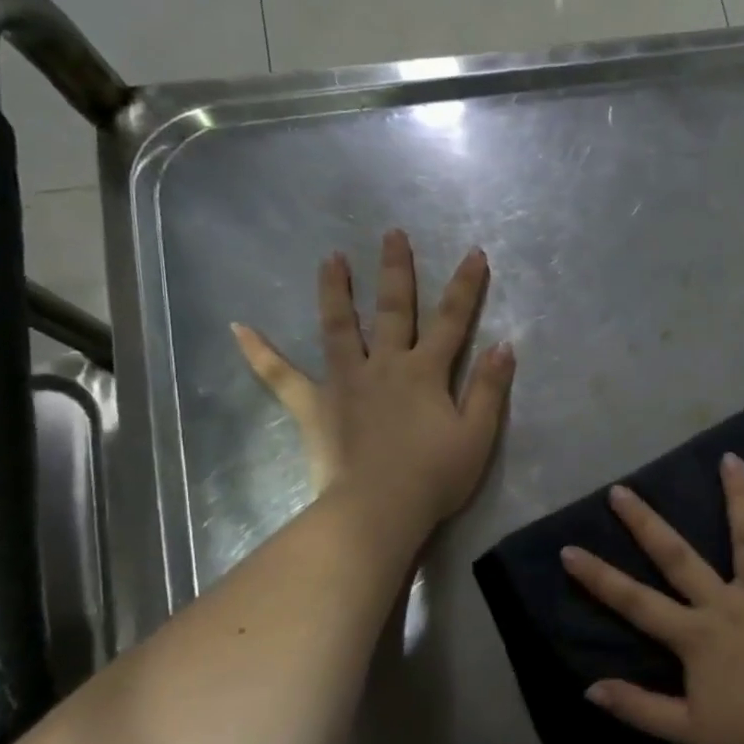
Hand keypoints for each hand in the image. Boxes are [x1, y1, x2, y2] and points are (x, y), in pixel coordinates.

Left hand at [231, 229, 514, 538]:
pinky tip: (238, 328)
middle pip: (393, 310)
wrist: (379, 509)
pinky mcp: (315, 406)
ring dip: (336, 291)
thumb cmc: (435, 476)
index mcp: (425, 372)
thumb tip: (504, 345)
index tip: (474, 253)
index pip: (452, 320)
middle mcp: (385, 365)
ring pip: (339, 328)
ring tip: (330, 259)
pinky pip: (281, 376)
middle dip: (396, 271)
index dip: (465, 287)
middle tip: (392, 234)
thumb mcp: (477, 435)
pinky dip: (260, 352)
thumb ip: (489, 388)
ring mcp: (345, 382)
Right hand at [561, 454, 743, 743]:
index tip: (570, 549)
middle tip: (622, 489)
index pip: (635, 602)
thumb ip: (638, 707)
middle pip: (678, 556)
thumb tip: (590, 689)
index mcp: (695, 636)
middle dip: (646, 523)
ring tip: (731, 457)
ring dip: (737, 496)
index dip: (599, 577)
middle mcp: (725, 604)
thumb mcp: (686, 732)